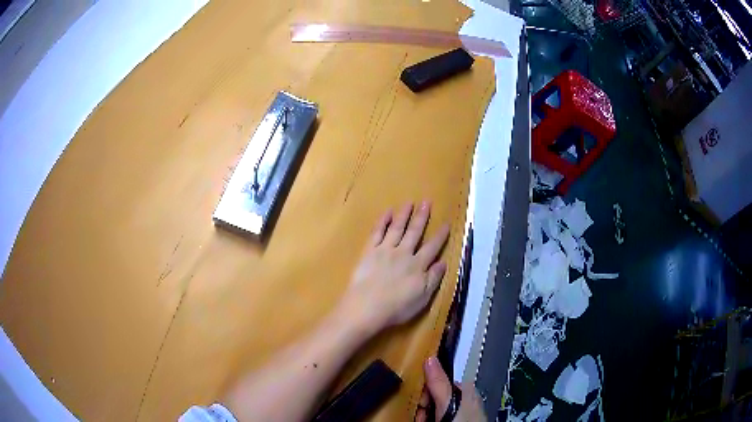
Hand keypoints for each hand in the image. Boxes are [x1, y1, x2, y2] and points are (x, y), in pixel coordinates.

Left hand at [340, 201, 449, 332]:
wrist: (367, 307)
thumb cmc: (397, 307)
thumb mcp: (422, 298)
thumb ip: (433, 279)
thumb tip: (442, 262)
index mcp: (417, 266)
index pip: (432, 247)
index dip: (440, 235)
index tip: (446, 223)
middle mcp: (403, 253)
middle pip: (414, 232)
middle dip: (422, 217)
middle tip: (427, 202)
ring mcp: (385, 250)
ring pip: (397, 228)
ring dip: (404, 214)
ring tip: (410, 202)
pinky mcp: (369, 251)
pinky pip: (377, 232)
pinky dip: (383, 221)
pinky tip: (387, 213)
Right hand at [416, 357, 486, 421]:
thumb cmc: (463, 421)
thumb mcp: (449, 402)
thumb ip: (439, 382)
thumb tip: (430, 358)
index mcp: (465, 388)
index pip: (437, 382)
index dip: (424, 393)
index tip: (420, 404)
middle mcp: (465, 398)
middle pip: (435, 397)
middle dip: (424, 408)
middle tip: (422, 418)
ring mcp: (462, 412)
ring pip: (436, 409)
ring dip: (426, 416)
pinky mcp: (460, 421)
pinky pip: (442, 417)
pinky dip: (433, 420)